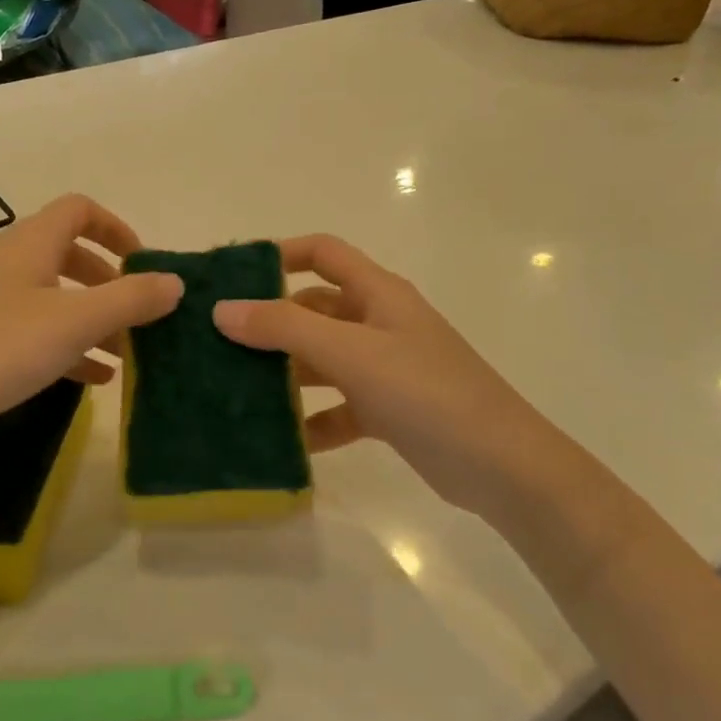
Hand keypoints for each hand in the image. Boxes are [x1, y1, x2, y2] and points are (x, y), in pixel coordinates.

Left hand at [0, 194, 181, 431]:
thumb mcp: (73, 324)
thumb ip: (130, 300)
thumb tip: (174, 281)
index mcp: (28, 243)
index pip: (80, 209)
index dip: (117, 230)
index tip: (142, 266)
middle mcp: (2, 257)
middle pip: (66, 253)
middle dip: (107, 284)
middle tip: (134, 320)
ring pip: (47, 294)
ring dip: (87, 319)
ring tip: (120, 358)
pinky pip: (25, 325)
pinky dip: (59, 342)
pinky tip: (84, 379)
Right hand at [213, 235, 597, 514]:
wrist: (503, 467)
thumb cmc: (427, 392)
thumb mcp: (352, 353)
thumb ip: (285, 328)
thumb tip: (223, 309)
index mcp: (377, 293)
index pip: (323, 252)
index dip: (280, 253)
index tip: (233, 275)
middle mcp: (379, 323)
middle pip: (314, 309)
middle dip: (270, 321)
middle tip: (218, 339)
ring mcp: (384, 368)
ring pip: (321, 359)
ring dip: (284, 372)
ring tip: (234, 388)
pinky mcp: (387, 410)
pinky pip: (337, 407)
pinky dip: (311, 420)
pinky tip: (282, 440)